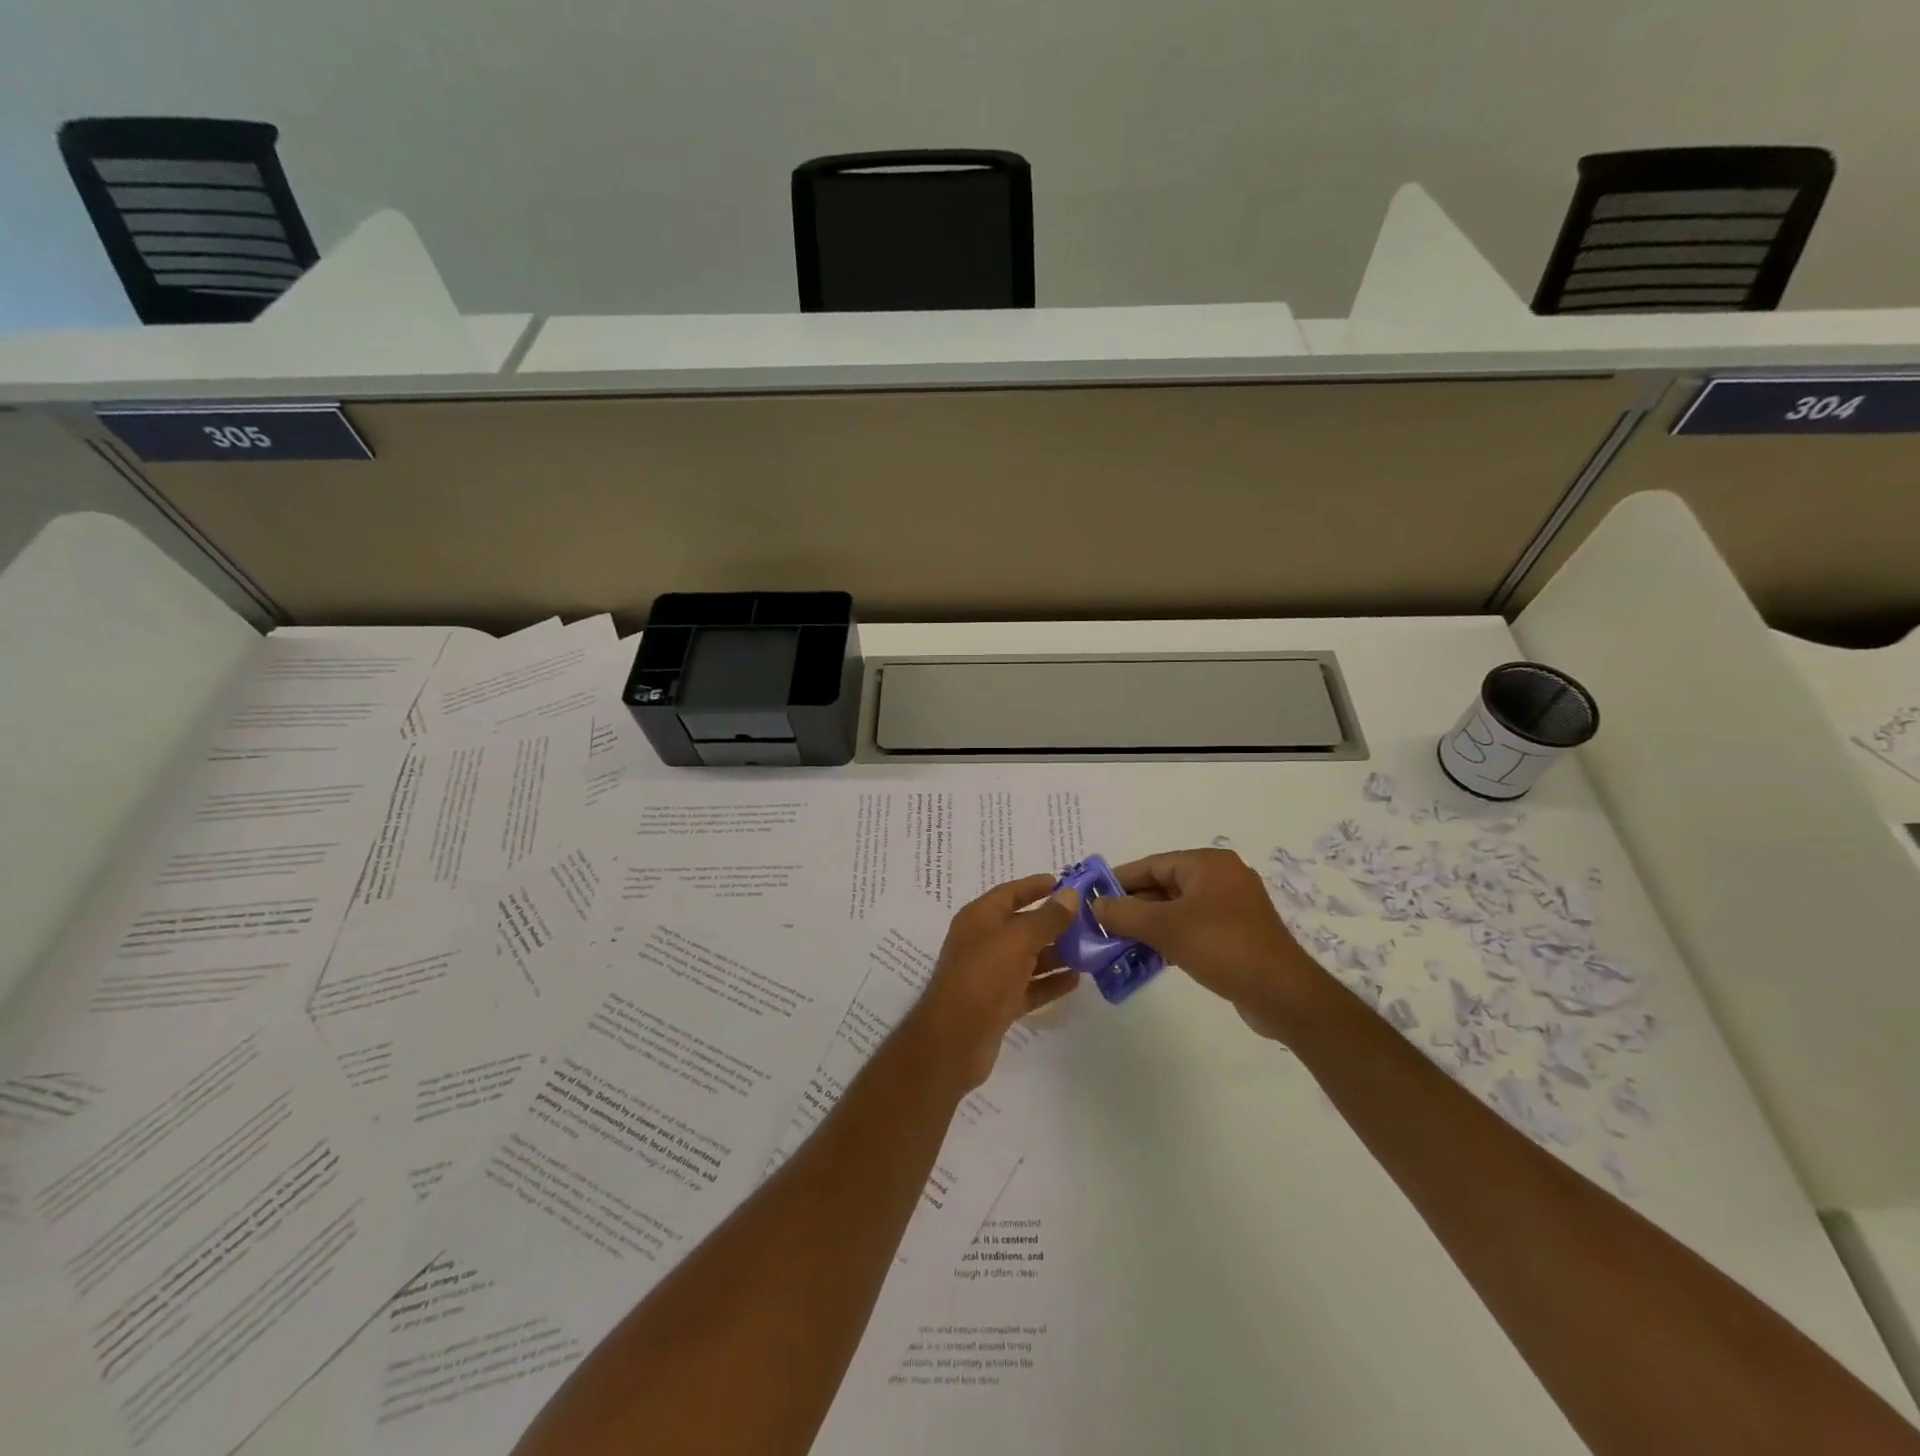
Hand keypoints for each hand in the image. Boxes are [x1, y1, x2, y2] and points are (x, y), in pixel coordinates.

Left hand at [909, 874, 1081, 1091]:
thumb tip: (1071, 895)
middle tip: (1089, 920)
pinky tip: (1076, 981)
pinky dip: (1049, 982)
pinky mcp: (998, 1004)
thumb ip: (1047, 918)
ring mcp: (990, 975)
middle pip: (1022, 925)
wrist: (953, 1040)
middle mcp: (983, 942)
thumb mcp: (1017, 941)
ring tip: (1090, 950)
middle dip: (1054, 922)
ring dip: (1056, 953)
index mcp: (979, 918)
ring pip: (1028, 957)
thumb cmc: (983, 978)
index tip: (1066, 884)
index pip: (1010, 893)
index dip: (1036, 886)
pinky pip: (1029, 986)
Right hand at [1092, 848, 1327, 1039]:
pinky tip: (1147, 956)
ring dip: (1148, 924)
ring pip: (1177, 909)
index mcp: (1208, 864)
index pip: (1153, 864)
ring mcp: (1231, 907)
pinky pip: (1193, 927)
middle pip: (1164, 886)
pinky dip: (1170, 937)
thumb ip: (1125, 913)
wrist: (1282, 994)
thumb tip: (1096, 904)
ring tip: (1117, 942)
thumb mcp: (1165, 928)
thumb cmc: (1222, 947)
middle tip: (1101, 923)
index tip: (1092, 896)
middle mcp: (1221, 878)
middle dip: (1133, 905)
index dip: (1119, 880)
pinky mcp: (1236, 934)